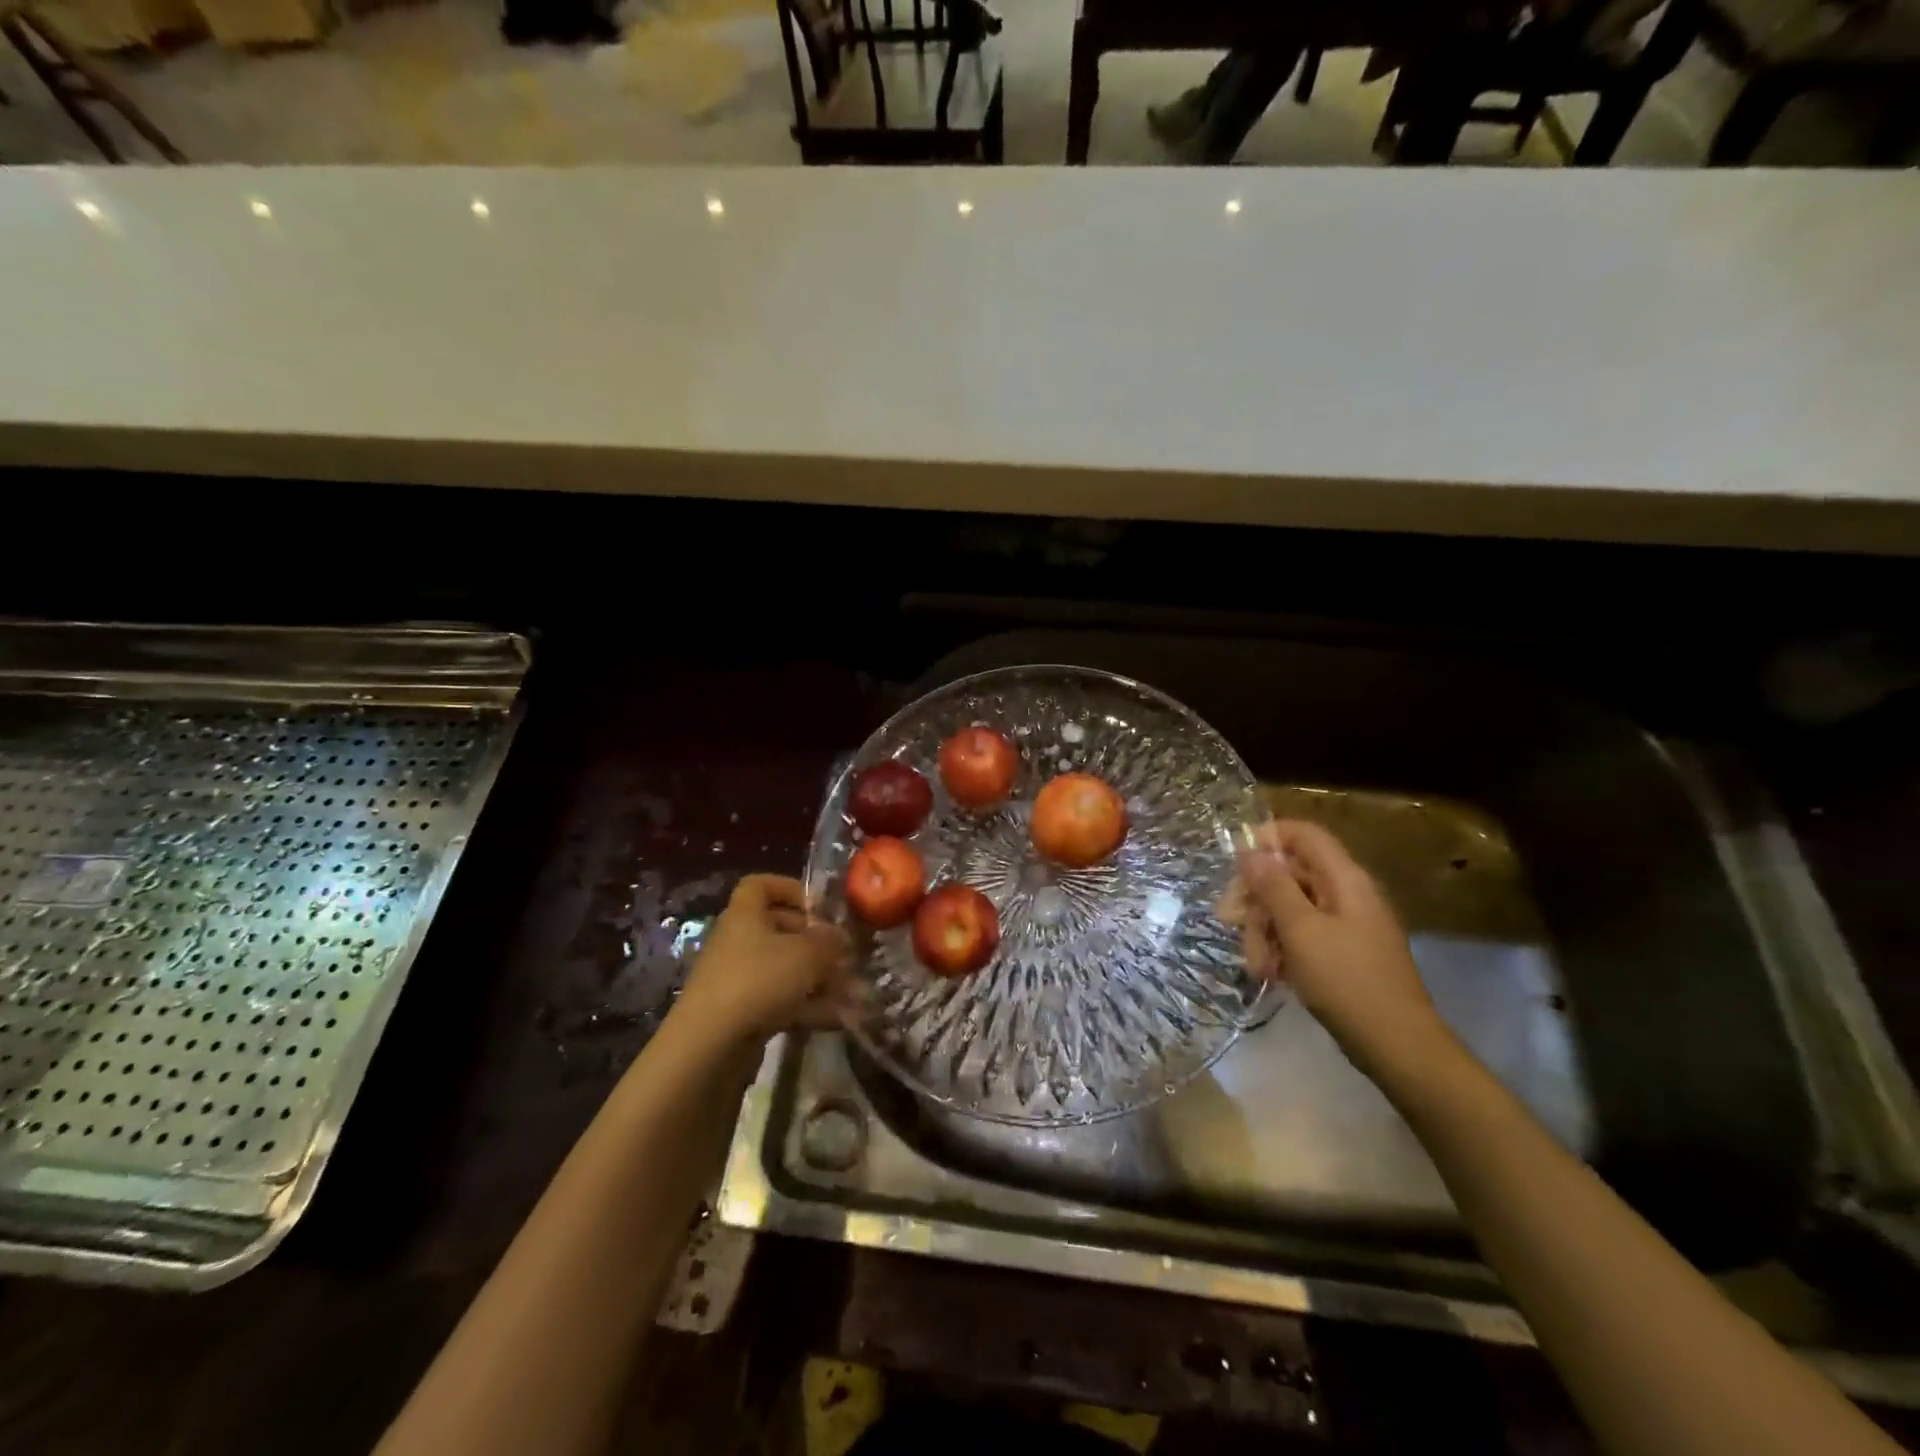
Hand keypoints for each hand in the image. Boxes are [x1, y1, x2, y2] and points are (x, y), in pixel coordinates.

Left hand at [672, 874, 858, 1052]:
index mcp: (745, 915)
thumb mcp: (807, 954)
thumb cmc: (759, 981)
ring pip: (786, 969)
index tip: (820, 906)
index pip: (760, 886)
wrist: (709, 1047)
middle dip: (817, 940)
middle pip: (780, 929)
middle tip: (845, 953)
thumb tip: (843, 938)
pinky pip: (782, 1001)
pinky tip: (840, 1019)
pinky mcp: (743, 1014)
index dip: (790, 889)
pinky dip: (810, 1006)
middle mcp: (739, 942)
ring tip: (854, 991)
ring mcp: (739, 980)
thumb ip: (831, 942)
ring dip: (820, 978)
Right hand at [1227, 820, 1457, 1086]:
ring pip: (1291, 908)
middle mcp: (1346, 894)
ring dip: (1264, 931)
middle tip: (1230, 922)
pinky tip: (1271, 974)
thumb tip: (1251, 851)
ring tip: (1256, 965)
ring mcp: (1346, 925)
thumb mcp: (1300, 930)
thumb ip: (1273, 886)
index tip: (1236, 864)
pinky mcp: (1343, 953)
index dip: (1268, 838)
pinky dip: (1282, 949)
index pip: (1304, 835)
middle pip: (1290, 874)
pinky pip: (1303, 935)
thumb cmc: (1346, 980)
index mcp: (1344, 879)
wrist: (1397, 1046)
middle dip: (1257, 898)